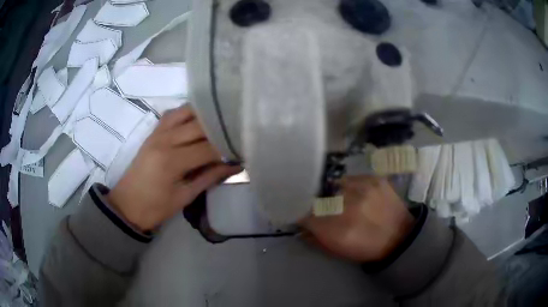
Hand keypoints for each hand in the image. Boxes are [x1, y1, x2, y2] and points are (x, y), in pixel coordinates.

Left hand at [107, 106, 240, 230]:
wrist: (126, 204)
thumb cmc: (155, 207)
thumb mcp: (185, 197)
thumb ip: (210, 177)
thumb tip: (235, 165)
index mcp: (172, 161)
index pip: (208, 147)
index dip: (227, 148)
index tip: (242, 148)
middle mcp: (165, 140)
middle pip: (199, 125)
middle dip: (220, 128)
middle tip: (237, 133)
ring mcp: (157, 133)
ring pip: (186, 112)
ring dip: (205, 115)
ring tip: (221, 122)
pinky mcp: (153, 132)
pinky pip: (172, 114)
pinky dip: (187, 112)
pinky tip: (198, 119)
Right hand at [301, 176, 413, 261]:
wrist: (401, 236)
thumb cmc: (367, 248)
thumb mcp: (338, 251)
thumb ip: (315, 238)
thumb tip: (300, 227)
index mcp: (336, 230)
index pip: (305, 215)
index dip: (301, 215)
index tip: (302, 215)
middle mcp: (347, 207)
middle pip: (318, 199)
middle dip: (317, 205)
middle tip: (323, 210)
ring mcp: (362, 189)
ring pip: (333, 186)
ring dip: (333, 195)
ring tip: (342, 201)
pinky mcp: (374, 179)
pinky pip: (351, 178)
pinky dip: (349, 186)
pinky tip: (356, 194)